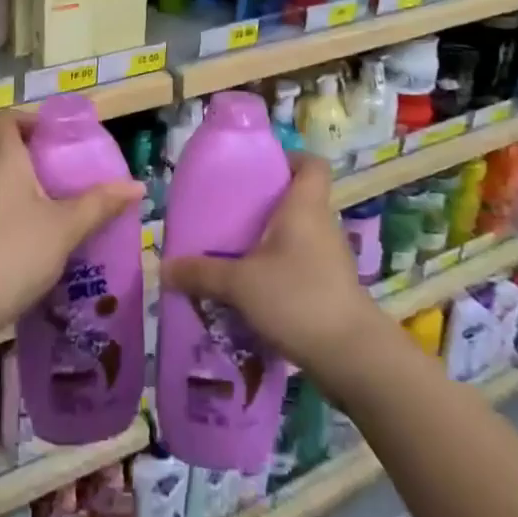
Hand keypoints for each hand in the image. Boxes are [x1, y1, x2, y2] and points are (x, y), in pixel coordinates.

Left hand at [0, 111, 143, 348]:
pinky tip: (29, 236)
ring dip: (16, 182)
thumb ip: (100, 204)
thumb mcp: (65, 227)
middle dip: (28, 152)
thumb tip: (138, 186)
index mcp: (1, 157)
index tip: (56, 138)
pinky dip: (5, 210)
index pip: (5, 118)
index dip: (29, 119)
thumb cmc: (12, 251)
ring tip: (51, 203)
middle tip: (60, 170)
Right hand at [161, 155, 381, 381]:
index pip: (312, 164)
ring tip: (235, 254)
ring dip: (272, 242)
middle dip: (267, 205)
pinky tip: (254, 291)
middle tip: (231, 214)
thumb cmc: (298, 298)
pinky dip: (281, 271)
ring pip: (299, 236)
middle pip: (299, 200)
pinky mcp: (332, 290)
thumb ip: (201, 273)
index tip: (260, 169)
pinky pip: (302, 266)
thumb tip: (164, 268)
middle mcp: (322, 225)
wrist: (353, 357)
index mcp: (305, 207)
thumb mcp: (240, 284)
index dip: (290, 159)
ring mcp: (331, 260)